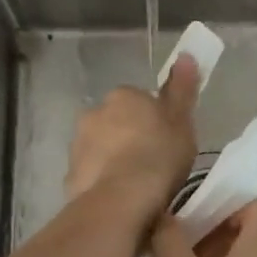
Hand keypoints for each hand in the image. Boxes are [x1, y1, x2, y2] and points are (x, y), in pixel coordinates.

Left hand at [63, 54, 199, 214]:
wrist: (121, 201)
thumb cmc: (158, 156)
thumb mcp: (181, 120)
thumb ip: (182, 89)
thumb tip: (186, 55)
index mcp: (123, 96)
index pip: (138, 100)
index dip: (153, 120)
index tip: (165, 140)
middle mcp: (95, 112)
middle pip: (116, 122)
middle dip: (128, 137)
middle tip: (152, 163)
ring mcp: (79, 144)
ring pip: (100, 147)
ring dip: (113, 160)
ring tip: (136, 188)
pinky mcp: (70, 175)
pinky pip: (91, 174)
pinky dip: (102, 183)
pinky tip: (118, 201)